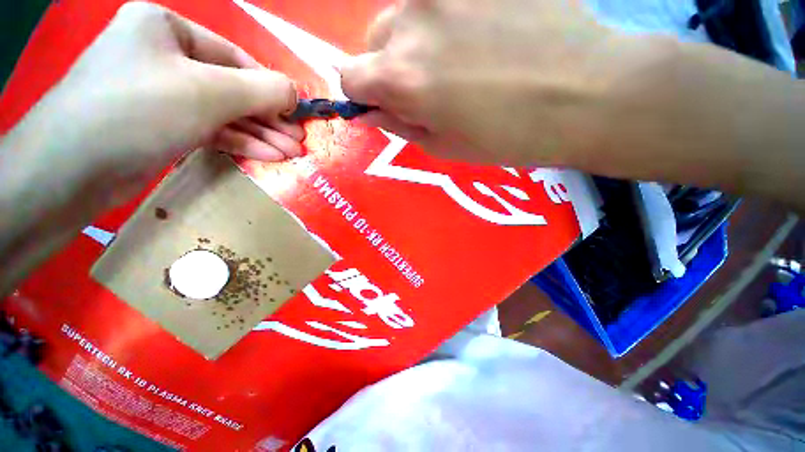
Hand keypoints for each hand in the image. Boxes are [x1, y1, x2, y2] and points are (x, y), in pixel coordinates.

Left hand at [11, 1, 302, 203]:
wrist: (72, 169)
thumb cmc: (140, 110)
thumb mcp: (210, 92)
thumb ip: (261, 89)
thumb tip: (294, 93)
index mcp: (167, 29)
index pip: (235, 58)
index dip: (271, 88)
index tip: (298, 114)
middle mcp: (163, 57)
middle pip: (232, 88)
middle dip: (269, 118)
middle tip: (299, 140)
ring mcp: (162, 94)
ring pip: (224, 113)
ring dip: (260, 134)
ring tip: (291, 153)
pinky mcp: (162, 127)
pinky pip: (209, 129)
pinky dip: (239, 142)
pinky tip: (268, 155)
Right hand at [339, 0, 646, 166]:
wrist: (585, 94)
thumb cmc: (506, 136)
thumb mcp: (442, 146)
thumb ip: (400, 125)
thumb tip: (372, 111)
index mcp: (401, 76)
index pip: (350, 78)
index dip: (363, 96)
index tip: (385, 106)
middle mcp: (412, 20)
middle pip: (374, 41)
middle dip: (390, 67)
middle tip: (427, 87)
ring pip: (404, 16)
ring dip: (416, 41)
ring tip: (458, 61)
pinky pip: (443, 0)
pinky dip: (448, 20)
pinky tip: (482, 36)